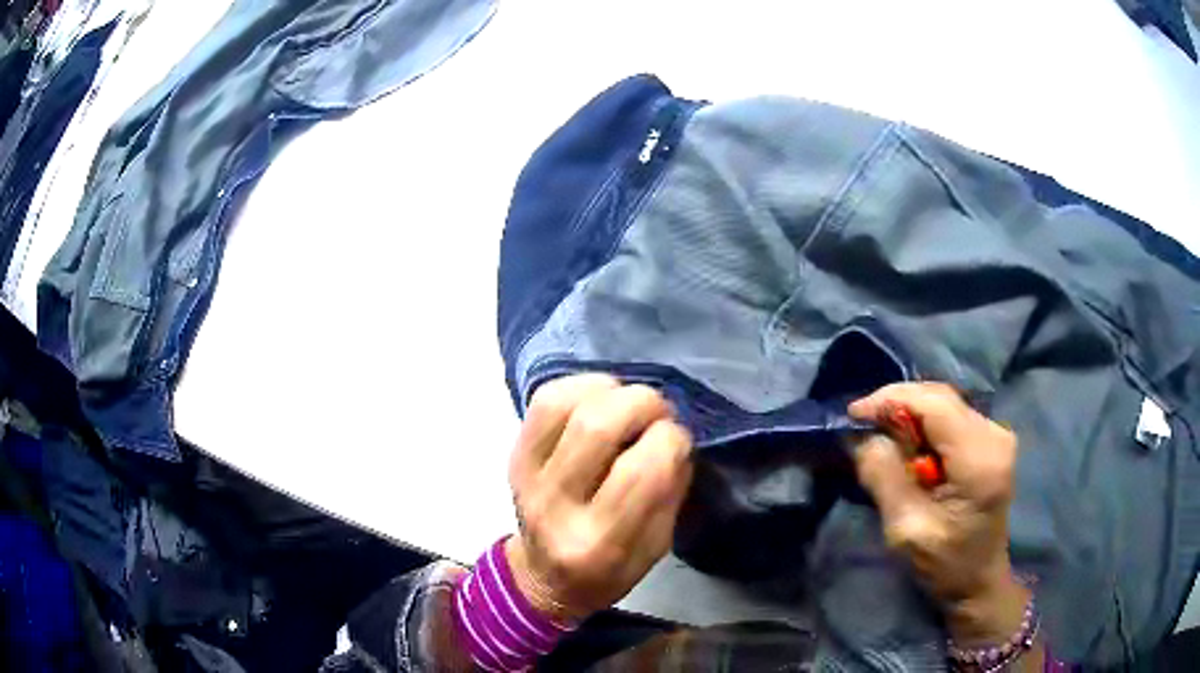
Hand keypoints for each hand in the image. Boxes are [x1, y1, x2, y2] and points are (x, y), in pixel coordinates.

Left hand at [506, 374, 693, 622]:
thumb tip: (675, 435)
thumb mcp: (656, 547)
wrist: (544, 577)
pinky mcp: (515, 454)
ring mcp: (527, 477)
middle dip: (644, 404)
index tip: (679, 439)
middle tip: (659, 413)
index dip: (672, 439)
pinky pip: (545, 400)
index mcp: (600, 544)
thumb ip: (670, 493)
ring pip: (565, 404)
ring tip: (628, 403)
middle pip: (598, 427)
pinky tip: (601, 399)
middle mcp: (557, 507)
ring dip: (611, 390)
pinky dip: (581, 386)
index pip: (642, 470)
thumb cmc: (610, 569)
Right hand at [850, 383, 1029, 646]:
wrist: (978, 581)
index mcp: (980, 458)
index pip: (934, 404)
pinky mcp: (990, 440)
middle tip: (862, 427)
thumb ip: (884, 477)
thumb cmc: (945, 565)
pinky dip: (923, 425)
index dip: (891, 400)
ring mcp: (996, 434)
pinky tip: (907, 447)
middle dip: (897, 405)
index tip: (853, 415)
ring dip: (908, 415)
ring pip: (943, 404)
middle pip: (939, 398)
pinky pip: (950, 417)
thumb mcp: (906, 529)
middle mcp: (994, 434)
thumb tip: (859, 435)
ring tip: (880, 438)